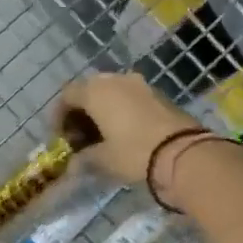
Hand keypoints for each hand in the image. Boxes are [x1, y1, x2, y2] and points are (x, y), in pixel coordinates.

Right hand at [57, 72, 199, 184]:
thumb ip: (84, 158)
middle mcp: (115, 79)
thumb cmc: (134, 152)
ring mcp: (139, 84)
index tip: (60, 137)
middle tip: (80, 136)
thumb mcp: (103, 160)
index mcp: (95, 91)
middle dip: (81, 112)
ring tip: (102, 136)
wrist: (183, 152)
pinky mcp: (158, 94)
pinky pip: (130, 97)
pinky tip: (123, 132)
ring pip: (111, 92)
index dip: (59, 115)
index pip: (67, 95)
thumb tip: (74, 162)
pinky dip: (121, 110)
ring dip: (102, 110)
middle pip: (89, 90)